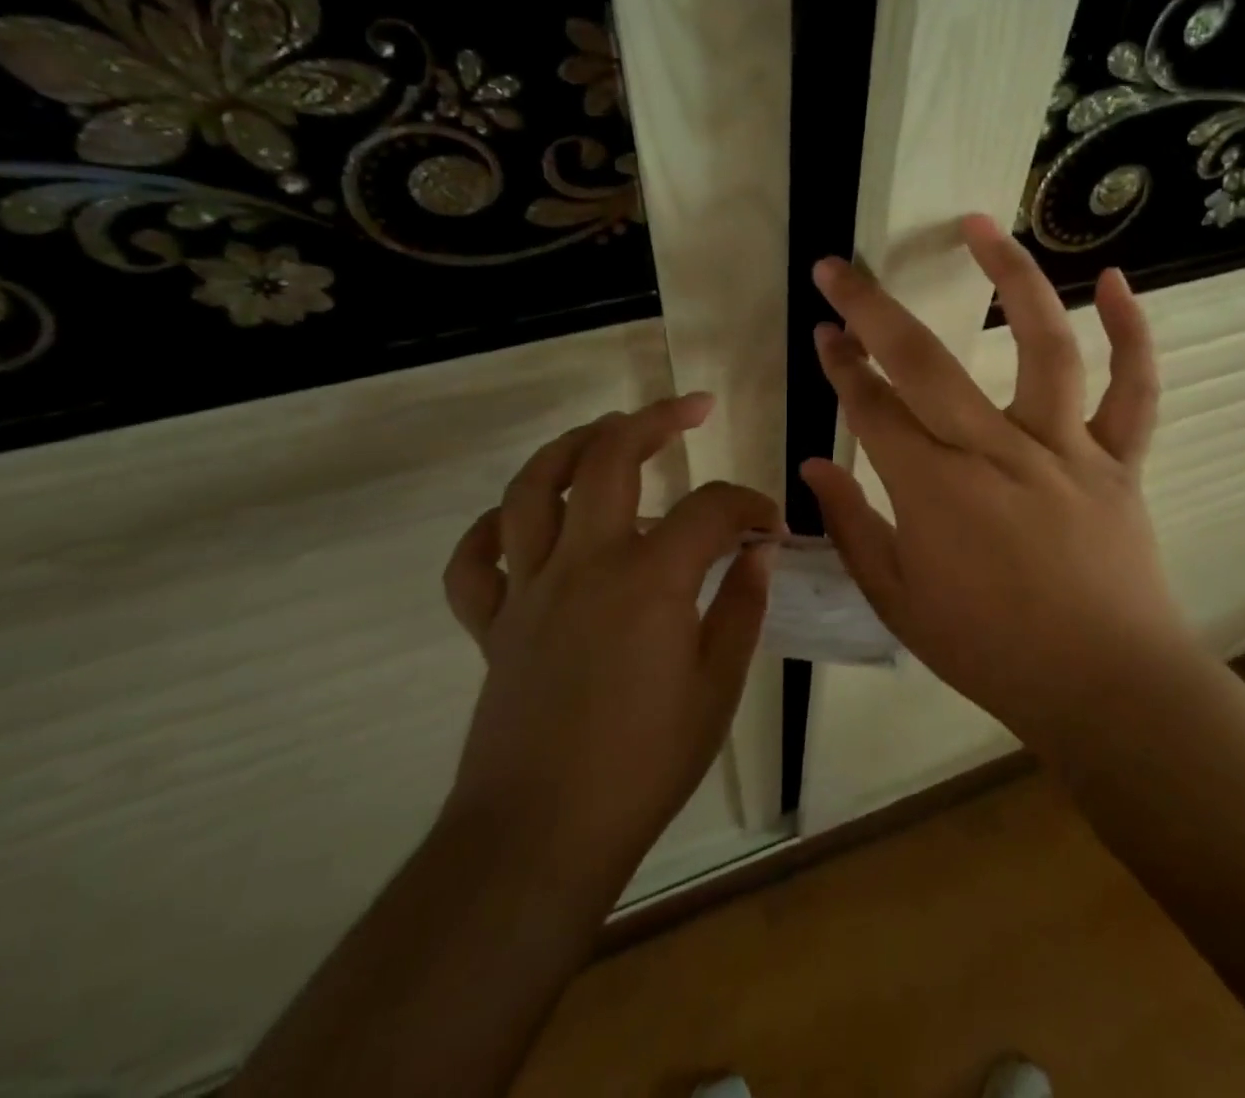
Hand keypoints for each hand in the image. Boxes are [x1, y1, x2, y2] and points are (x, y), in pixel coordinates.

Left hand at [439, 394, 778, 885]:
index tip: (770, 524)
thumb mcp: (717, 687)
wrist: (541, 837)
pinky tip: (519, 520)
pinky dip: (491, 529)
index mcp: (649, 579)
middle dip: (656, 419)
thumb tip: (758, 554)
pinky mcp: (492, 624)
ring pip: (533, 488)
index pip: (710, 508)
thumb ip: (741, 608)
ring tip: (606, 431)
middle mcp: (585, 563)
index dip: (749, 504)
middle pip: (610, 458)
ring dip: (572, 446)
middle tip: (691, 408)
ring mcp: (530, 589)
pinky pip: (474, 562)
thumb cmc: (644, 764)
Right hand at [801, 216, 1178, 746]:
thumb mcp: (900, 604)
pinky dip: (1131, 331)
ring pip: (1041, 344)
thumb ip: (853, 529)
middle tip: (841, 267)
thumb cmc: (991, 650)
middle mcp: (995, 450)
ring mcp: (1064, 448)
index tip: (823, 331)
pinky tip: (1113, 279)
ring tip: (980, 224)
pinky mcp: (1118, 459)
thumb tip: (817, 465)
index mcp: (934, 490)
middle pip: (925, 361)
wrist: (1104, 687)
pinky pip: (1134, 388)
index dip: (840, 365)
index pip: (872, 408)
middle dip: (872, 308)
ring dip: (1010, 276)